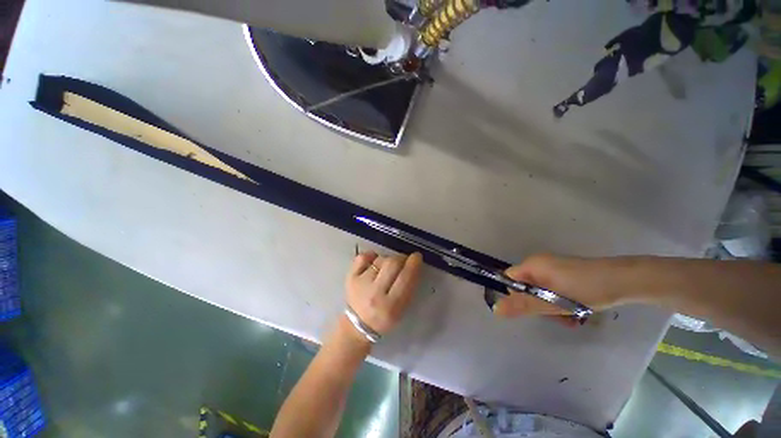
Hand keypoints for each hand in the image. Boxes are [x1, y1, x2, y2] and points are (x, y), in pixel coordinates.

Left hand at [346, 251, 422, 335]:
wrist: (357, 325)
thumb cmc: (384, 318)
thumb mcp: (401, 310)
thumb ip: (408, 288)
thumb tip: (413, 264)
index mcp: (391, 306)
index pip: (405, 278)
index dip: (413, 264)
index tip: (417, 256)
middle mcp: (374, 293)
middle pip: (392, 263)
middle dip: (401, 258)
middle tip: (403, 261)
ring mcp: (360, 284)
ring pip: (379, 259)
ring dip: (387, 259)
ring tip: (387, 267)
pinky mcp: (350, 277)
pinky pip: (363, 257)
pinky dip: (371, 256)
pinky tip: (374, 261)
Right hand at [489, 254, 633, 317]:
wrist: (624, 280)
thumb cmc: (586, 290)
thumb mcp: (552, 302)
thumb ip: (523, 305)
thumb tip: (495, 309)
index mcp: (532, 265)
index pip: (510, 279)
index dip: (517, 296)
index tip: (533, 309)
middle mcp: (539, 263)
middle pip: (526, 287)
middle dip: (538, 305)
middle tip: (557, 316)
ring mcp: (553, 267)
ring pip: (540, 291)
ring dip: (551, 307)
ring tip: (570, 317)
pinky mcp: (565, 273)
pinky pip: (552, 289)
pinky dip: (560, 301)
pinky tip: (576, 311)